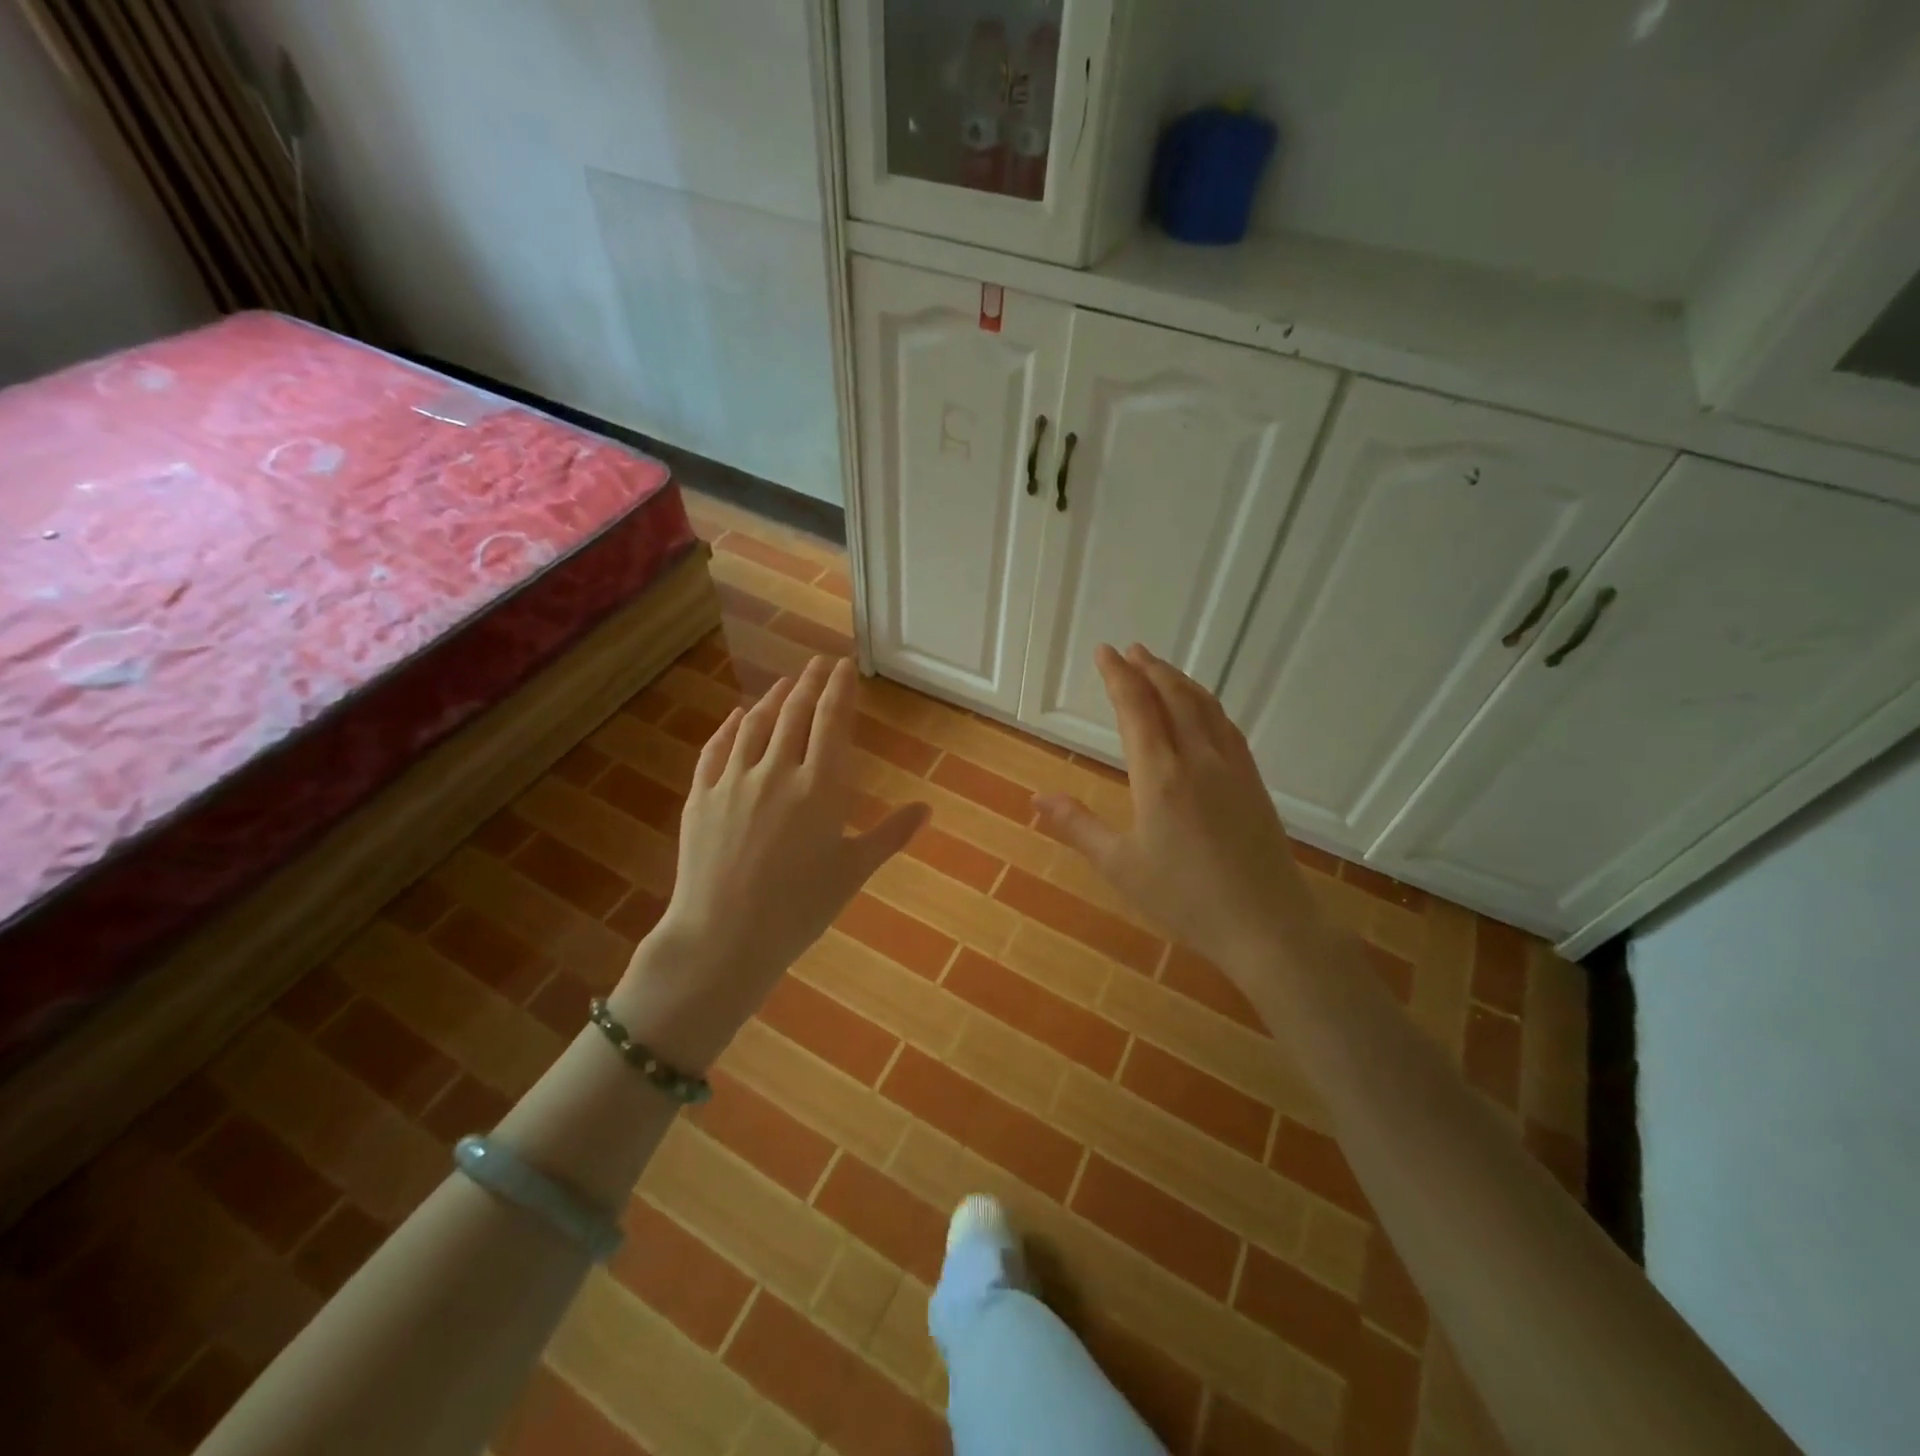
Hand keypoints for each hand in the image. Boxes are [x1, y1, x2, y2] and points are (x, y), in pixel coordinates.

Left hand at [612, 656, 927, 1068]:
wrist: (723, 937)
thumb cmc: (799, 909)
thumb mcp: (852, 872)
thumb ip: (890, 835)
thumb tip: (926, 809)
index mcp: (820, 787)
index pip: (832, 721)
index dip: (839, 689)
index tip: (844, 665)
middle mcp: (777, 771)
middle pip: (795, 714)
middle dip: (809, 683)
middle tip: (818, 663)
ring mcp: (734, 781)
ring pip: (755, 725)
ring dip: (772, 699)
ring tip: (785, 684)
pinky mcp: (702, 796)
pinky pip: (716, 749)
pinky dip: (729, 727)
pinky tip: (736, 717)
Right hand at [1033, 643, 1319, 979]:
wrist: (1267, 925)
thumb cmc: (1185, 899)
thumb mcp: (1120, 867)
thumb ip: (1078, 827)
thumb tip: (1037, 798)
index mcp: (1160, 776)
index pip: (1136, 709)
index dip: (1118, 676)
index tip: (1105, 652)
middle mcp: (1197, 759)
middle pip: (1174, 697)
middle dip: (1149, 668)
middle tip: (1130, 650)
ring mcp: (1232, 768)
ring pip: (1205, 706)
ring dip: (1180, 680)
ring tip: (1161, 668)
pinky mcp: (1254, 783)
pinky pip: (1227, 727)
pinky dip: (1207, 705)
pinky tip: (1204, 711)